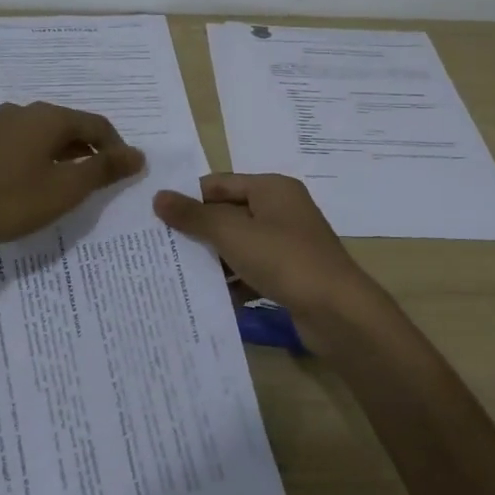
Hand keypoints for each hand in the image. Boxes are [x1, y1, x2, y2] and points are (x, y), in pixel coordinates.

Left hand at [0, 101, 145, 260]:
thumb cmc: (7, 201)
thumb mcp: (64, 190)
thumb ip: (103, 170)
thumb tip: (137, 154)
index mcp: (48, 118)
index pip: (96, 125)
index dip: (115, 147)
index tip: (124, 172)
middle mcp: (19, 112)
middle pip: (64, 126)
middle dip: (84, 150)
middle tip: (94, 179)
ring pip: (33, 135)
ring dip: (52, 155)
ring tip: (56, 184)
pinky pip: (7, 146)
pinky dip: (23, 160)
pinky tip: (15, 185)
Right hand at [153, 173, 377, 321]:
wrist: (338, 311)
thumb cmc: (284, 259)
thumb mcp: (232, 233)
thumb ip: (194, 215)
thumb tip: (158, 196)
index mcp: (271, 188)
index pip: (219, 183)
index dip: (189, 198)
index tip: (157, 218)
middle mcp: (282, 210)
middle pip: (229, 214)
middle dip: (199, 231)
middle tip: (161, 248)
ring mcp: (289, 243)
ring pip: (240, 245)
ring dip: (214, 259)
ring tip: (178, 274)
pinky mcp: (292, 274)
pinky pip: (253, 271)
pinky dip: (234, 281)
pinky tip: (211, 298)